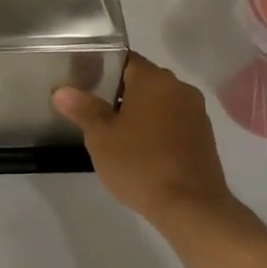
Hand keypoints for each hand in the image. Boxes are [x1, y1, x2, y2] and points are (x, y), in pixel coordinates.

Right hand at [54, 53, 246, 234]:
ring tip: (115, 134)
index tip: (85, 85)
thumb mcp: (101, 137)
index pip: (125, 60)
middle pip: (144, 81)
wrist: (190, 207)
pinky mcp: (204, 137)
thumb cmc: (140, 164)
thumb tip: (62, 91)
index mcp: (155, 80)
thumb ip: (83, 109)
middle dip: (120, 93)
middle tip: (94, 112)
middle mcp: (180, 88)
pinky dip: (157, 130)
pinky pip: (174, 123)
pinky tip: (141, 151)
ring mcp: (196, 113)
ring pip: (160, 103)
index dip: (103, 69)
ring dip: (140, 113)